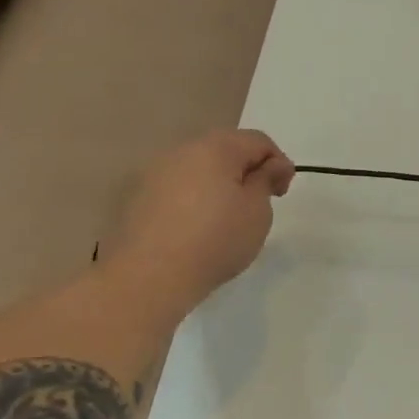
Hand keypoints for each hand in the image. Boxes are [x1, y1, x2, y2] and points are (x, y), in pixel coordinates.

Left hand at [100, 129, 295, 319]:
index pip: (258, 140)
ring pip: (199, 169)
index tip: (281, 194)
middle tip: (259, 204)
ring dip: (219, 185)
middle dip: (247, 171)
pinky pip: (177, 189)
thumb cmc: (216, 239)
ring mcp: (154, 174)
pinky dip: (194, 199)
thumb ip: (267, 179)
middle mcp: (181, 152)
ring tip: (228, 218)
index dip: (278, 163)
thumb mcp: (258, 210)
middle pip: (225, 150)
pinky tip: (198, 229)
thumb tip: (272, 164)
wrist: (150, 277)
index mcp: (215, 148)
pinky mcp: (137, 199)